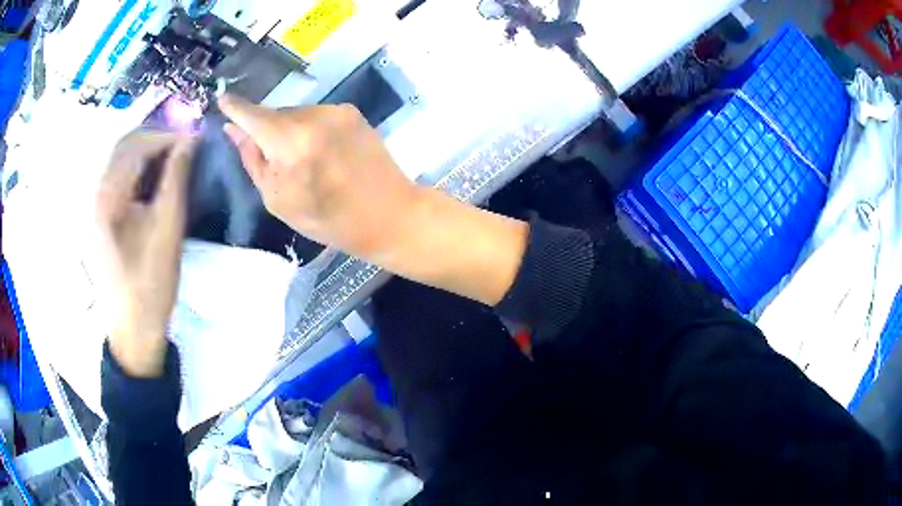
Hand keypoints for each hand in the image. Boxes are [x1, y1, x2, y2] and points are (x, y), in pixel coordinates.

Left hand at [95, 131, 193, 377]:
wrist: (133, 329)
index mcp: (107, 196)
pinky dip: (137, 173)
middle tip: (183, 148)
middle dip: (155, 141)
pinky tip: (153, 183)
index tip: (194, 139)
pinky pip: (117, 182)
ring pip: (120, 163)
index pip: (136, 146)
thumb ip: (176, 179)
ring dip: (147, 155)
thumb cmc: (151, 282)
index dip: (166, 136)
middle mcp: (95, 195)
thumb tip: (189, 141)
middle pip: (124, 149)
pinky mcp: (98, 220)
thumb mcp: (168, 228)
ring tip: (172, 162)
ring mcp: (94, 208)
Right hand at [219, 95, 527, 305]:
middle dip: (265, 130)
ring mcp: (337, 110)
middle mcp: (314, 116)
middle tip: (271, 159)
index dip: (235, 108)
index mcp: (291, 143)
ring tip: (302, 162)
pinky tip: (321, 153)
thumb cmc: (330, 220)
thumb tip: (234, 129)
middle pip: (274, 114)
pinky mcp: (352, 112)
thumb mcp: (279, 200)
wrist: (391, 214)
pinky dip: (309, 129)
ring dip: (288, 130)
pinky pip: (317, 115)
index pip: (253, 115)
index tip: (222, 101)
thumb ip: (253, 160)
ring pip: (295, 114)